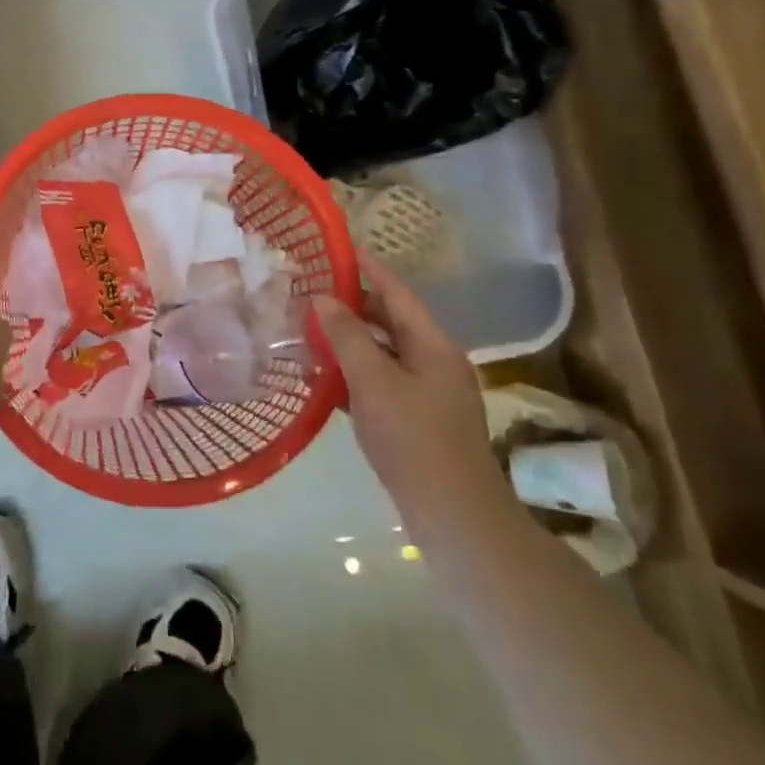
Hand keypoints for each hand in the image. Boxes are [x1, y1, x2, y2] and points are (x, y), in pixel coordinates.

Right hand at [311, 254, 512, 535]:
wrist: (452, 514)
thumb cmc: (413, 439)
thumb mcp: (373, 381)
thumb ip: (347, 337)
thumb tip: (324, 299)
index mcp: (433, 346)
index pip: (399, 294)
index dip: (371, 269)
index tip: (342, 249)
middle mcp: (436, 362)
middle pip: (392, 322)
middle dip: (355, 307)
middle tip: (313, 293)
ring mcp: (430, 394)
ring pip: (385, 354)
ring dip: (352, 342)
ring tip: (312, 331)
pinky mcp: (419, 420)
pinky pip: (383, 382)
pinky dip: (357, 374)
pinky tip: (326, 378)